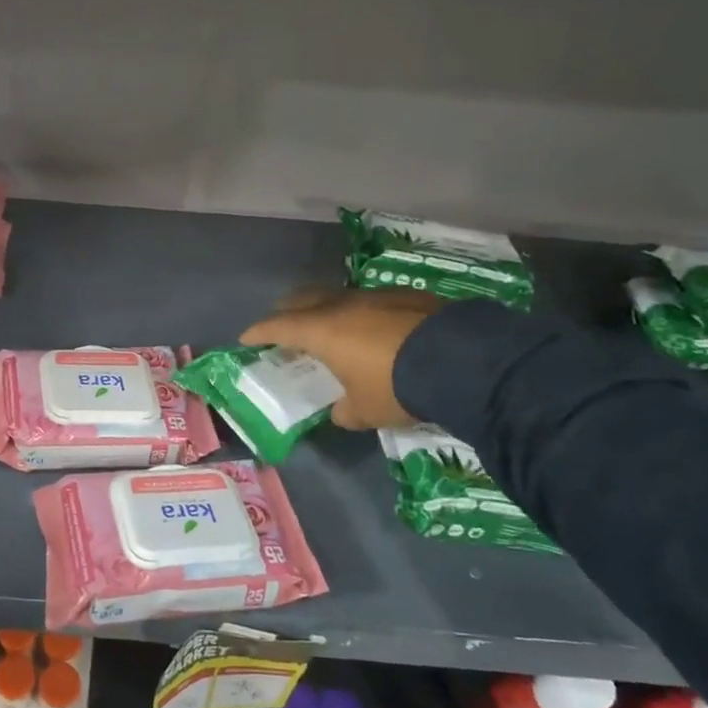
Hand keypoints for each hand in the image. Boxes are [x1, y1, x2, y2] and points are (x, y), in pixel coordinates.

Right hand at [239, 288, 440, 429]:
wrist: (462, 361)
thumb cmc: (397, 387)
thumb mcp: (365, 411)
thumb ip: (345, 411)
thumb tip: (341, 411)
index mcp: (322, 330)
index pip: (278, 326)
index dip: (258, 332)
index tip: (245, 338)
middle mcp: (343, 306)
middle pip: (303, 299)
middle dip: (287, 310)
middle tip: (282, 323)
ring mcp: (376, 296)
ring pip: (338, 296)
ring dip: (326, 308)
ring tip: (327, 324)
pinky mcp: (407, 296)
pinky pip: (370, 300)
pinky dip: (360, 312)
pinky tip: (373, 327)